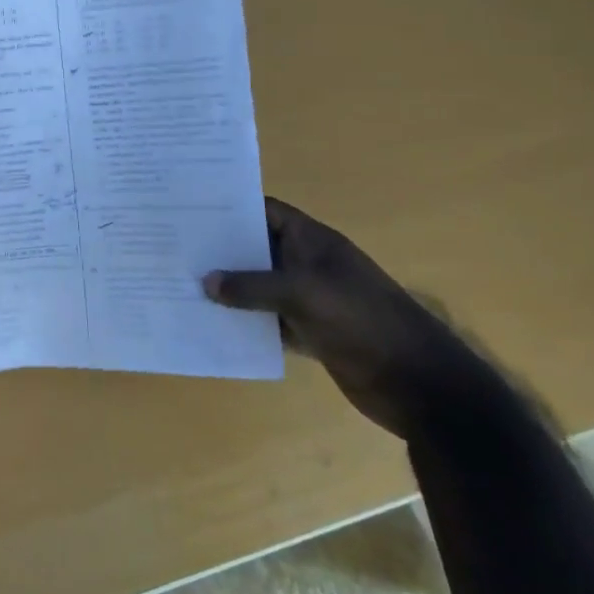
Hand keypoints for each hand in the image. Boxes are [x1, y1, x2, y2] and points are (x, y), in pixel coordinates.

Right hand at [203, 198, 479, 438]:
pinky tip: (210, 324)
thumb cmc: (363, 322)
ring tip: (180, 284)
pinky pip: (266, 320)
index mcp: (312, 242)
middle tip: (172, 248)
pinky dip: (243, 322)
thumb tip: (206, 282)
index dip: (229, 208)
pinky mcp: (309, 333)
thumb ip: (252, 286)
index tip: (187, 208)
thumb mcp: (303, 294)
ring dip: (227, 290)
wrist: (420, 385)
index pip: (264, 211)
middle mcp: (307, 265)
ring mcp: (309, 300)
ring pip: (257, 287)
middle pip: (256, 249)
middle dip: (219, 250)